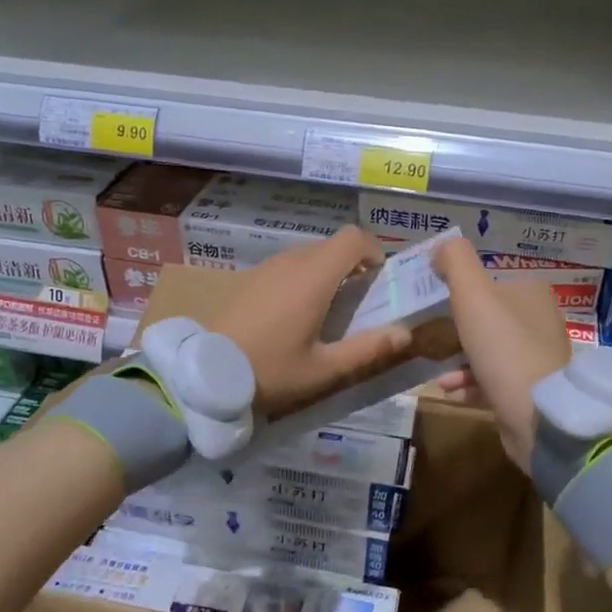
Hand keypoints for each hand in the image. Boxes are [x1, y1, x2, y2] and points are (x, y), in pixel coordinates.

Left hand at [210, 226, 413, 419]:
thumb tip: (405, 333)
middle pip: (332, 246)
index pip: (353, 238)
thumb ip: (367, 349)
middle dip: (353, 264)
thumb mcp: (324, 368)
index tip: (379, 278)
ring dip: (327, 271)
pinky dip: (304, 277)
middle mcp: (292, 262)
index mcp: (314, 276)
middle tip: (360, 300)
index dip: (372, 250)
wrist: (206, 373)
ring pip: (309, 254)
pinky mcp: (250, 278)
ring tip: (330, 309)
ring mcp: (267, 267)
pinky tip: (298, 313)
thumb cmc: (271, 369)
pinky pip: (288, 266)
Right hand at [430, 236, 571, 471]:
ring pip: (487, 350)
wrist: (538, 415)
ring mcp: (538, 358)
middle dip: (454, 329)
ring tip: (434, 368)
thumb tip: (442, 247)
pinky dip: (469, 382)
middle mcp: (539, 320)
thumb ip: (456, 262)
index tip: (430, 304)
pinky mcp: (531, 391)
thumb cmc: (503, 347)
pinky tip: (450, 390)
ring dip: (457, 358)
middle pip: (486, 317)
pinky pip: (492, 379)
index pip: (488, 282)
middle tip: (427, 336)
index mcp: (531, 292)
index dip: (458, 291)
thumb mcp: (473, 294)